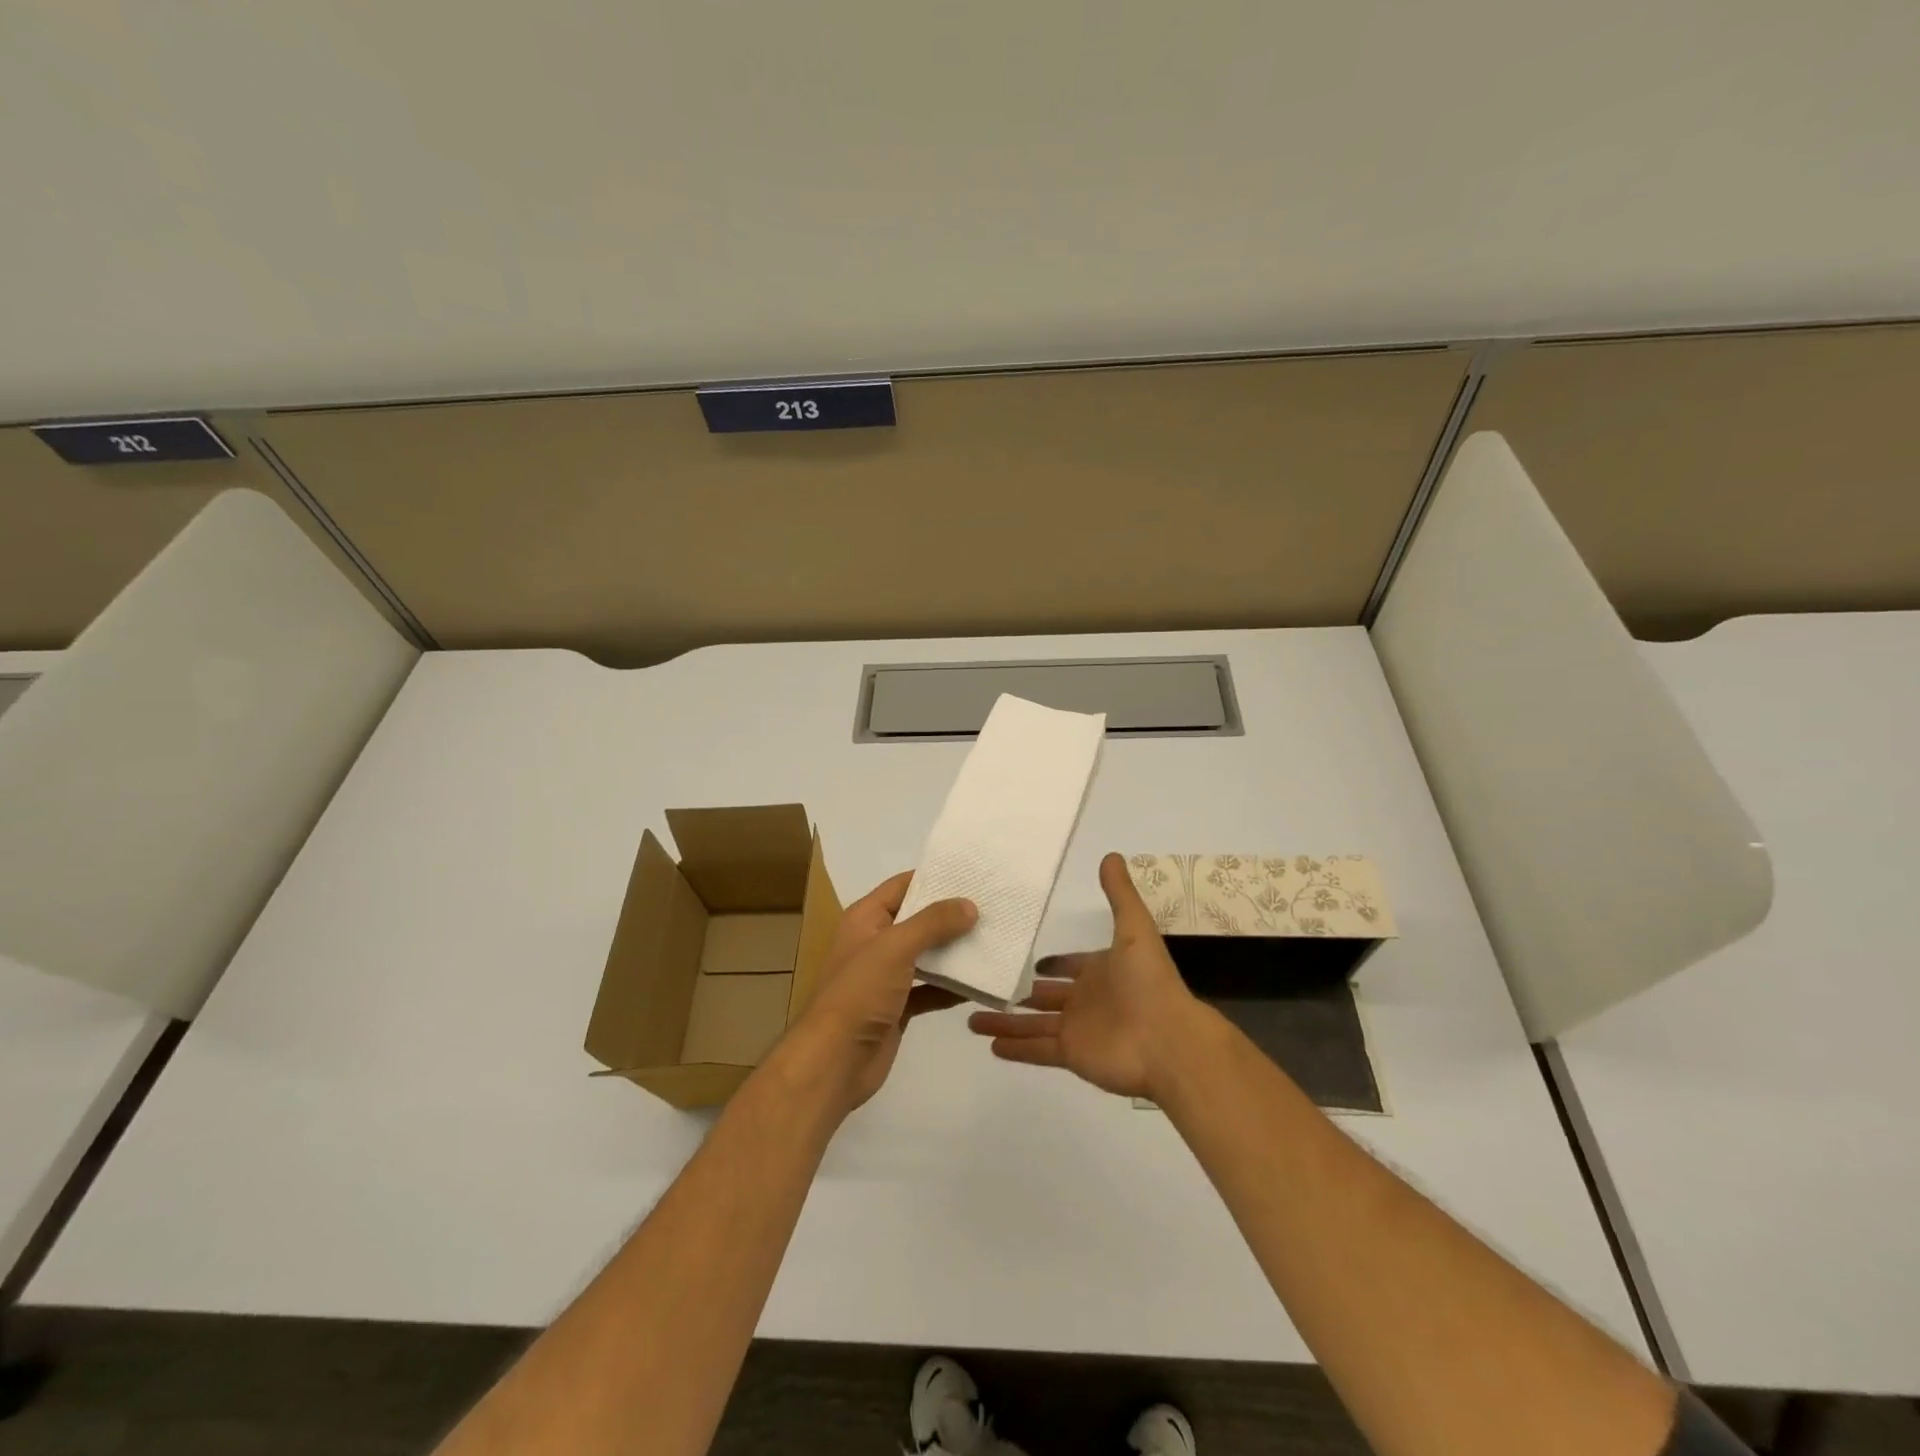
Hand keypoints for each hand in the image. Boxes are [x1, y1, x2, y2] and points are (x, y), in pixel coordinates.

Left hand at [784, 871, 974, 1113]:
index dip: (934, 877)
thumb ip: (933, 922)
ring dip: (955, 950)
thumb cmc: (859, 993)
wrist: (834, 1062)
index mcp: (866, 919)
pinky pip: (930, 989)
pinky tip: (981, 982)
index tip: (972, 873)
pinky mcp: (898, 1007)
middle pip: (918, 919)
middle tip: (993, 907)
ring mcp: (886, 976)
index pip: (903, 886)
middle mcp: (875, 942)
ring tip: (994, 939)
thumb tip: (969, 905)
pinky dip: (952, 986)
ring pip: (927, 955)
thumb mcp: (895, 947)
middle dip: (951, 915)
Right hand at [968, 853, 1207, 1099]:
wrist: (1168, 1041)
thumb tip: (1111, 855)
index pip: (1071, 966)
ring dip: (1005, 1022)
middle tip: (987, 986)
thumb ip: (1119, 894)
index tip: (1029, 962)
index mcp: (1101, 971)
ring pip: (1033, 1024)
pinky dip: (1014, 1047)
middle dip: (1020, 993)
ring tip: (971, 1018)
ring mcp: (1078, 1029)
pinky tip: (988, 1043)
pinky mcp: (1071, 1054)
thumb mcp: (1135, 928)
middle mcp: (1087, 1000)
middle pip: (1045, 996)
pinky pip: (1036, 1049)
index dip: (1053, 965)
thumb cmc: (1149, 982)